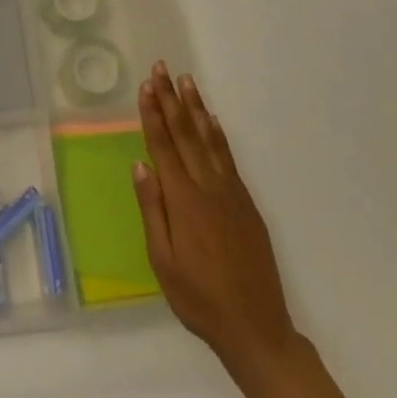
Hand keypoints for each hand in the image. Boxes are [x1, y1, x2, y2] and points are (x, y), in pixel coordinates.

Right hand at [133, 61, 299, 373]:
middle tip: (161, 68)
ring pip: (210, 139)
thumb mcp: (162, 261)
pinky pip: (228, 157)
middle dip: (171, 99)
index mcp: (184, 201)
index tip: (146, 85)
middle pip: (186, 134)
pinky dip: (218, 134)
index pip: (164, 146)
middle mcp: (208, 188)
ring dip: (196, 107)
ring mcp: (231, 193)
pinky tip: (211, 120)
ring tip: (186, 81)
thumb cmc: (199, 298)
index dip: (153, 114)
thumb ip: (152, 210)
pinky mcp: (246, 203)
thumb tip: (140, 164)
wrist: (256, 328)